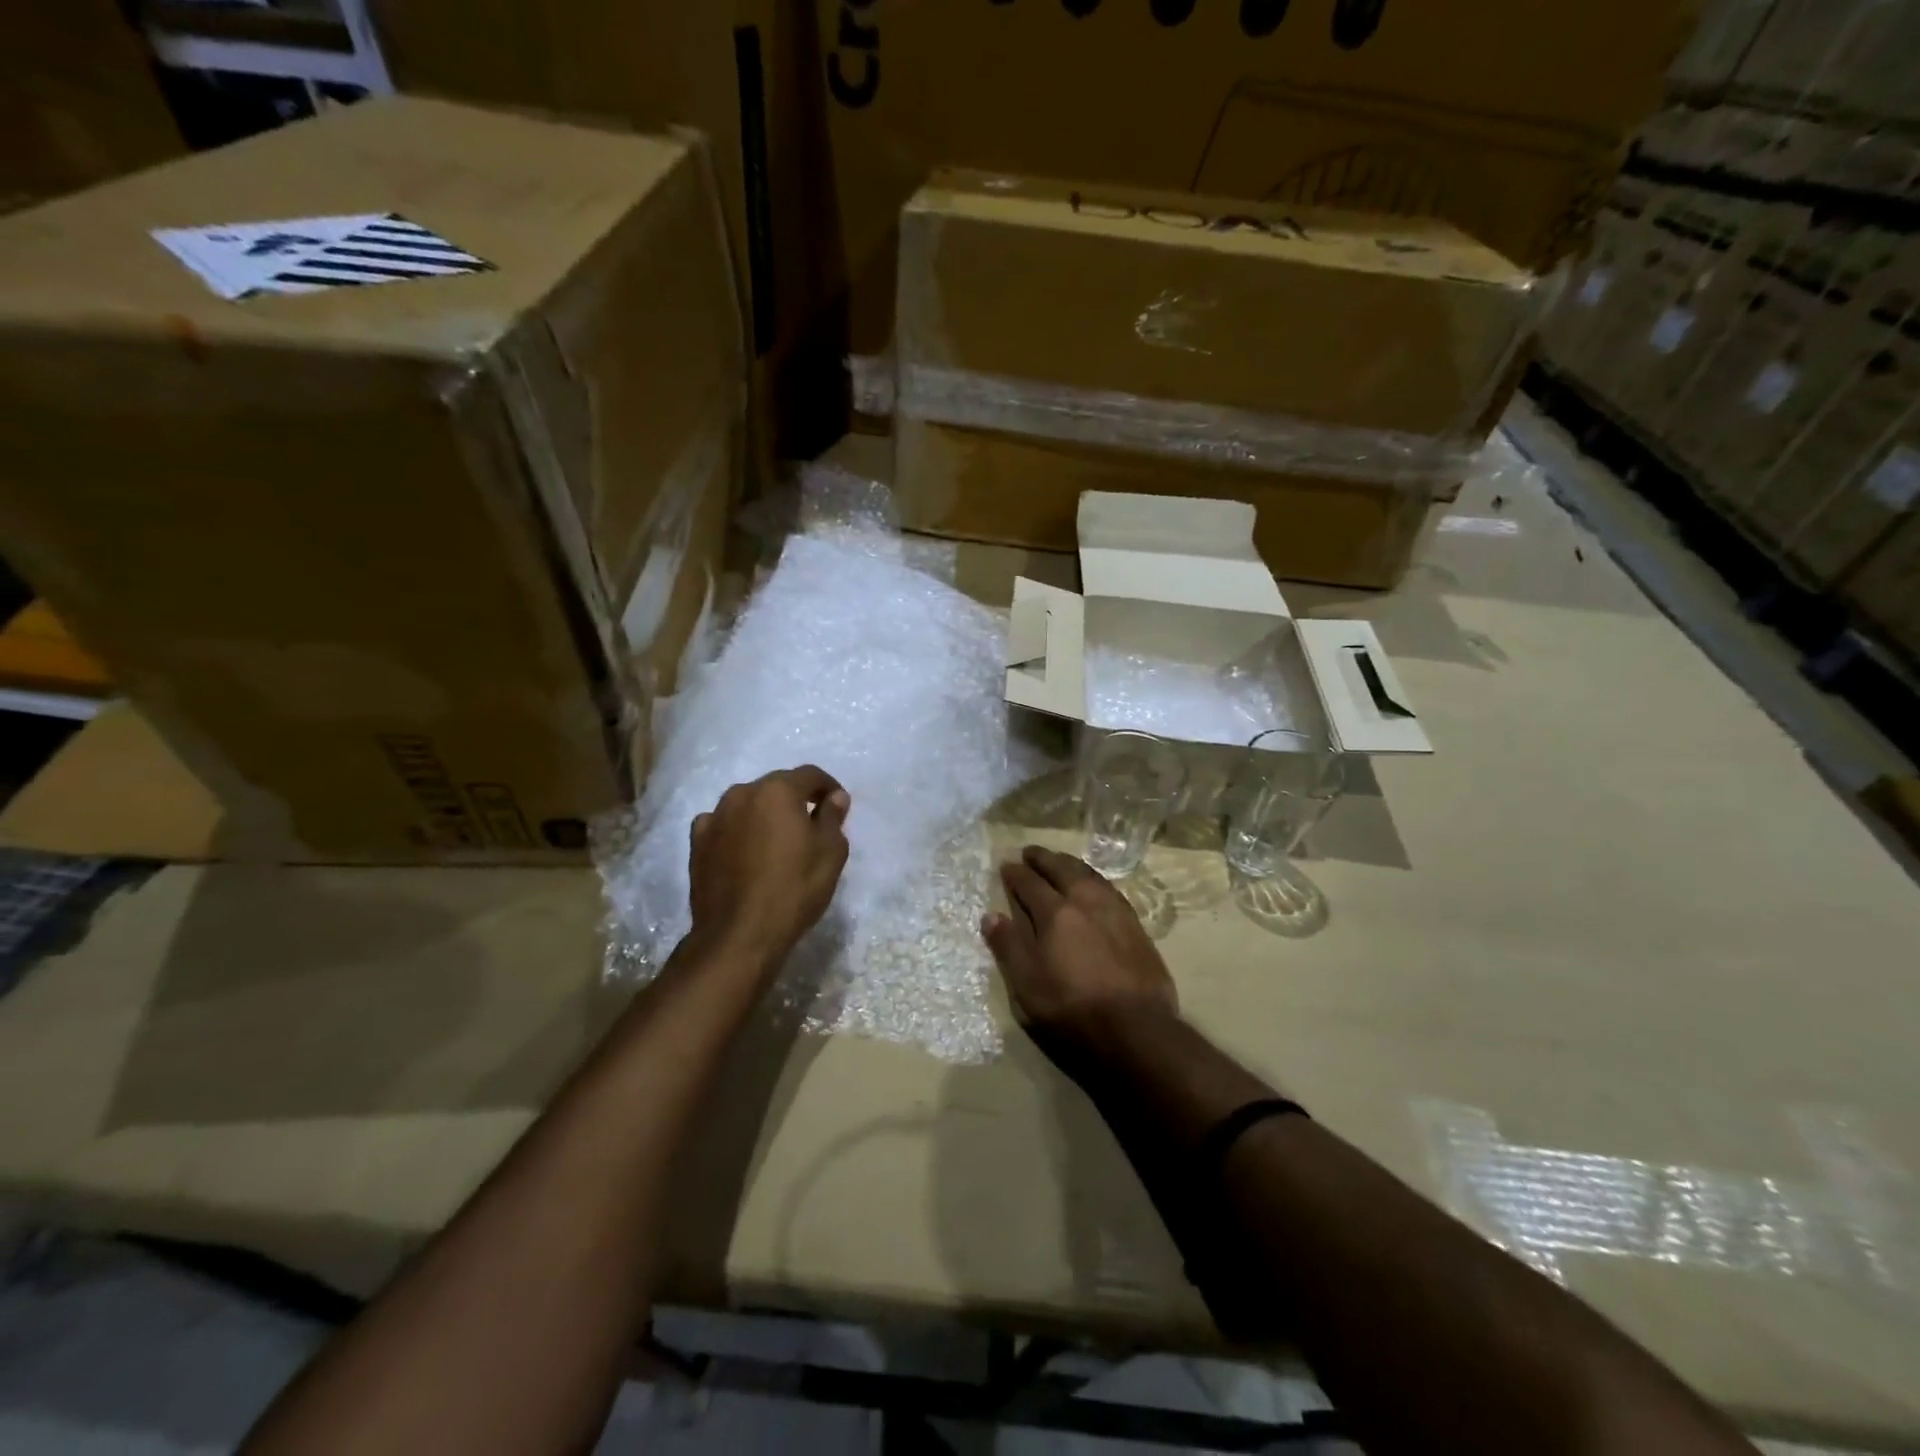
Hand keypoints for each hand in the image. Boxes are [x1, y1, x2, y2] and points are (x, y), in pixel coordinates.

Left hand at [688, 766, 850, 969]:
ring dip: (765, 814)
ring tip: (777, 841)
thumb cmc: (794, 889)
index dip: (829, 787)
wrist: (739, 934)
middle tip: (811, 825)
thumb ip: (832, 817)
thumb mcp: (830, 852)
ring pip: (748, 804)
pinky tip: (745, 851)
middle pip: (776, 787)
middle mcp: (742, 793)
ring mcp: (715, 817)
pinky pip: (723, 825)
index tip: (839, 805)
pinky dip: (738, 831)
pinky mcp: (697, 842)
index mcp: (777, 790)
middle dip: (796, 800)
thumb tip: (834, 798)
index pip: (810, 775)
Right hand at [982, 845, 1178, 1039]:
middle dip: (1044, 859)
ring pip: (1089, 875)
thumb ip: (1009, 946)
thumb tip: (990, 916)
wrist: (1136, 1028)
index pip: (1030, 884)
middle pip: (1062, 870)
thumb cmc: (1072, 1008)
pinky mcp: (1136, 926)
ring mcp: (1115, 911)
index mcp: (1056, 913)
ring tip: (1060, 861)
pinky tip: (1093, 886)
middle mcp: (1086, 902)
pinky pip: (1109, 889)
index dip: (1016, 874)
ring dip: (1070, 864)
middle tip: (1031, 851)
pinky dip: (1093, 879)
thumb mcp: (1028, 983)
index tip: (1006, 865)